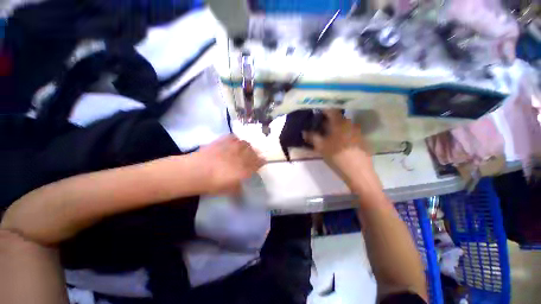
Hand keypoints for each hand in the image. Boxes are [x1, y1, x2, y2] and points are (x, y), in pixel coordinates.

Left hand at [195, 135, 264, 194]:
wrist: (196, 172)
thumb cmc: (214, 184)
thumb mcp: (229, 190)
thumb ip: (238, 188)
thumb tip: (242, 188)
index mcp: (245, 168)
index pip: (258, 163)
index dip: (261, 161)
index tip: (263, 161)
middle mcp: (242, 156)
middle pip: (253, 152)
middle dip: (255, 153)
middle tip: (253, 155)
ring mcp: (233, 147)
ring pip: (245, 143)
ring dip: (247, 146)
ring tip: (244, 148)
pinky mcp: (223, 141)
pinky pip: (233, 137)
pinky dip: (235, 139)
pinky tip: (233, 142)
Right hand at [303, 110, 371, 176]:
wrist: (359, 172)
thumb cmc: (337, 157)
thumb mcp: (321, 147)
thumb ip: (312, 137)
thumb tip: (304, 132)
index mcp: (340, 123)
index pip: (331, 111)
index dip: (323, 111)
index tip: (316, 113)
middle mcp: (350, 124)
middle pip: (338, 118)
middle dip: (328, 121)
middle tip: (320, 127)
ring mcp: (358, 132)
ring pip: (344, 126)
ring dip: (335, 128)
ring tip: (328, 135)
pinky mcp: (362, 140)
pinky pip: (350, 132)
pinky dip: (342, 134)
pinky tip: (339, 143)